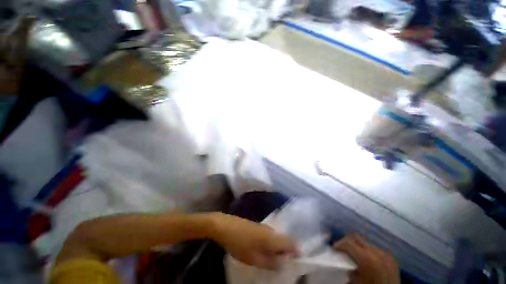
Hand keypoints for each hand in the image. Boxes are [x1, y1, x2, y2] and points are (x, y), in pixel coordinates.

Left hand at [210, 213, 297, 269]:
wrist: (225, 226)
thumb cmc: (239, 243)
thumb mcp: (254, 258)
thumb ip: (271, 262)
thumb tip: (283, 263)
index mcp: (272, 237)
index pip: (291, 242)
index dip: (297, 251)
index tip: (298, 261)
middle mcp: (270, 230)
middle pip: (284, 240)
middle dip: (287, 252)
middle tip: (285, 264)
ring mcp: (263, 226)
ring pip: (276, 238)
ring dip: (278, 248)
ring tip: (274, 260)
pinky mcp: (257, 226)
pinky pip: (269, 236)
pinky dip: (271, 244)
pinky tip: (264, 251)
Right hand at [333, 234, 399, 283]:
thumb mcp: (356, 282)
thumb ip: (348, 269)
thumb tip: (344, 263)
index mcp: (365, 257)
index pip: (348, 242)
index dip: (339, 243)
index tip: (334, 248)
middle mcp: (375, 251)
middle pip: (356, 237)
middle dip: (347, 240)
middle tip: (342, 247)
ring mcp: (385, 254)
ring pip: (366, 242)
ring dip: (358, 245)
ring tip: (355, 253)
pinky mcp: (392, 258)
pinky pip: (377, 249)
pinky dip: (369, 250)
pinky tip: (368, 258)